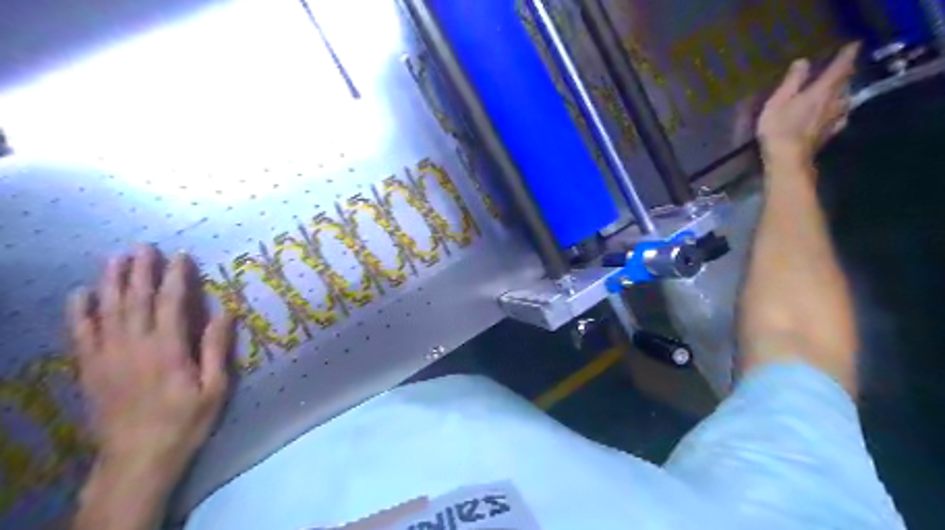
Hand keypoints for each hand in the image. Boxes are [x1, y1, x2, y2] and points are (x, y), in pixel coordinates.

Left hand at [67, 244, 234, 484]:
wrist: (137, 458)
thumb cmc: (185, 422)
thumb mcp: (214, 389)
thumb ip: (216, 349)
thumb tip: (224, 312)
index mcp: (168, 350)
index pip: (171, 303)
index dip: (177, 277)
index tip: (182, 256)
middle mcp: (134, 347)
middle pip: (136, 300)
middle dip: (141, 271)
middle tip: (144, 247)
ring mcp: (107, 357)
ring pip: (107, 310)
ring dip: (111, 282)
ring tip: (116, 259)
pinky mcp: (90, 370)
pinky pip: (80, 334)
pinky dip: (79, 312)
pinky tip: (80, 294)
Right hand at [758, 42, 862, 163]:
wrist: (788, 159)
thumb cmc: (779, 128)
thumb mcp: (778, 102)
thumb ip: (792, 81)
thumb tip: (803, 61)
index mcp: (822, 90)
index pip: (840, 67)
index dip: (847, 55)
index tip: (853, 45)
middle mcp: (834, 101)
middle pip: (846, 82)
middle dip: (846, 72)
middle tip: (844, 65)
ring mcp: (834, 118)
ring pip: (846, 98)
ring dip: (845, 90)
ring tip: (841, 87)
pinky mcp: (830, 133)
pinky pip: (841, 116)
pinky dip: (841, 110)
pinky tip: (838, 113)